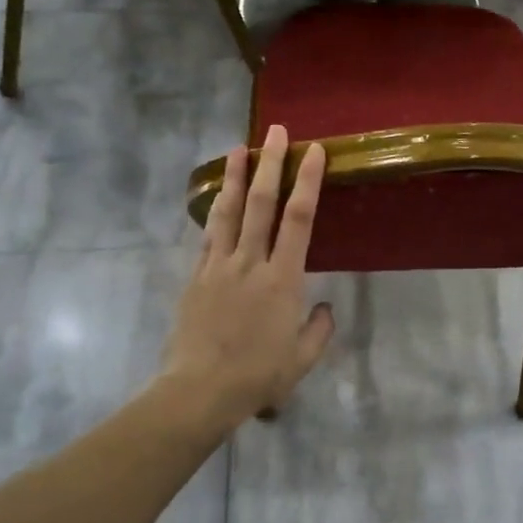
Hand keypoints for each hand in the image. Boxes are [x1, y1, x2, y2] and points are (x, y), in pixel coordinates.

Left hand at [161, 124, 336, 428]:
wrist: (198, 391)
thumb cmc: (257, 376)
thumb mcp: (302, 360)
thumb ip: (319, 330)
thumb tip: (325, 308)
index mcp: (283, 280)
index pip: (299, 219)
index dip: (308, 181)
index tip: (314, 151)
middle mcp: (250, 262)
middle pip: (262, 203)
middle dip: (271, 163)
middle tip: (276, 131)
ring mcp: (219, 266)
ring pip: (229, 211)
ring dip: (236, 176)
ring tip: (239, 147)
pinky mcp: (197, 277)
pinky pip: (209, 235)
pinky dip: (216, 210)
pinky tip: (219, 196)